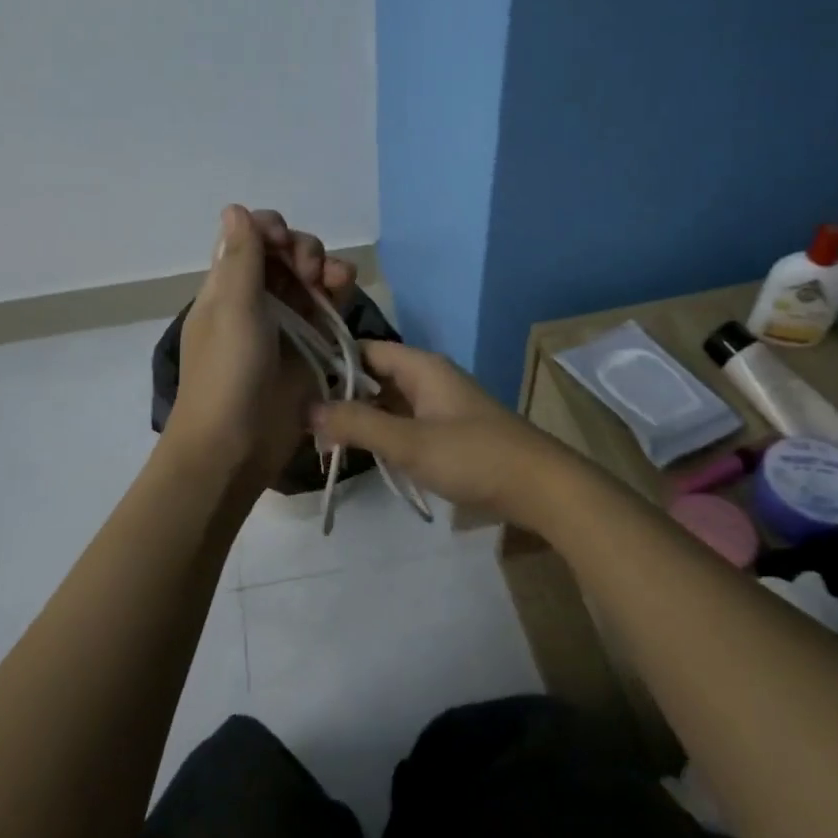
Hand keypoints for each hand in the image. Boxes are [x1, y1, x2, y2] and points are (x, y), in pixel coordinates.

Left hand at [165, 206, 357, 489]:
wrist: (235, 444)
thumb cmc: (227, 372)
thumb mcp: (232, 308)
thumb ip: (241, 257)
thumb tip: (235, 207)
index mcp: (228, 285)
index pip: (251, 238)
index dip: (271, 230)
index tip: (281, 242)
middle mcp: (256, 297)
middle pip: (285, 254)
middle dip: (303, 249)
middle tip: (309, 270)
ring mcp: (286, 322)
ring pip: (311, 278)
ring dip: (325, 267)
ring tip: (336, 279)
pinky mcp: (311, 345)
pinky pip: (328, 307)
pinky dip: (338, 292)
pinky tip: (346, 289)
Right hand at [311, 341, 571, 526]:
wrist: (541, 488)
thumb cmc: (474, 456)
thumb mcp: (410, 442)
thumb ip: (359, 425)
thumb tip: (307, 409)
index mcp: (422, 367)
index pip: (365, 349)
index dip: (332, 361)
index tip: (297, 382)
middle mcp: (429, 378)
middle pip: (375, 376)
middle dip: (342, 396)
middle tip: (303, 420)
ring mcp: (440, 406)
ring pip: (389, 402)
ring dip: (362, 418)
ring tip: (322, 440)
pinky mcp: (448, 432)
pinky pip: (404, 423)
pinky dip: (382, 433)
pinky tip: (361, 453)